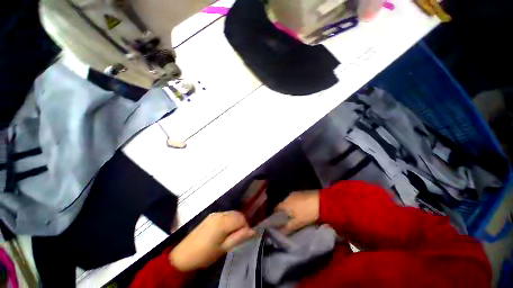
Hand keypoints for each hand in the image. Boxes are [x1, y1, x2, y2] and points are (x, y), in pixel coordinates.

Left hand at [170, 211, 254, 271]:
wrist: (183, 255)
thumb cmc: (204, 254)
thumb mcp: (223, 249)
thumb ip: (239, 238)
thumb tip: (253, 231)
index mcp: (223, 221)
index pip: (241, 218)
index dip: (246, 227)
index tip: (243, 238)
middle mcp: (220, 214)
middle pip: (237, 214)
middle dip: (241, 223)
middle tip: (238, 237)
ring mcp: (215, 213)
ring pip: (232, 213)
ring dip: (235, 221)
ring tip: (231, 235)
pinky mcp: (211, 215)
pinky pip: (225, 214)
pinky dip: (229, 220)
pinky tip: (224, 231)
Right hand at [275, 191, 319, 233]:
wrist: (322, 201)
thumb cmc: (308, 212)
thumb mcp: (298, 222)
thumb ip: (288, 227)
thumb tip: (279, 233)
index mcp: (285, 203)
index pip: (275, 209)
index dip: (274, 215)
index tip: (276, 222)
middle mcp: (288, 196)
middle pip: (282, 205)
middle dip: (283, 212)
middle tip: (285, 220)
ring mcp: (295, 193)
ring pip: (289, 202)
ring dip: (289, 208)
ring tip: (293, 215)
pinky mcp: (301, 192)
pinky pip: (295, 199)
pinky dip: (295, 204)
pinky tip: (300, 209)